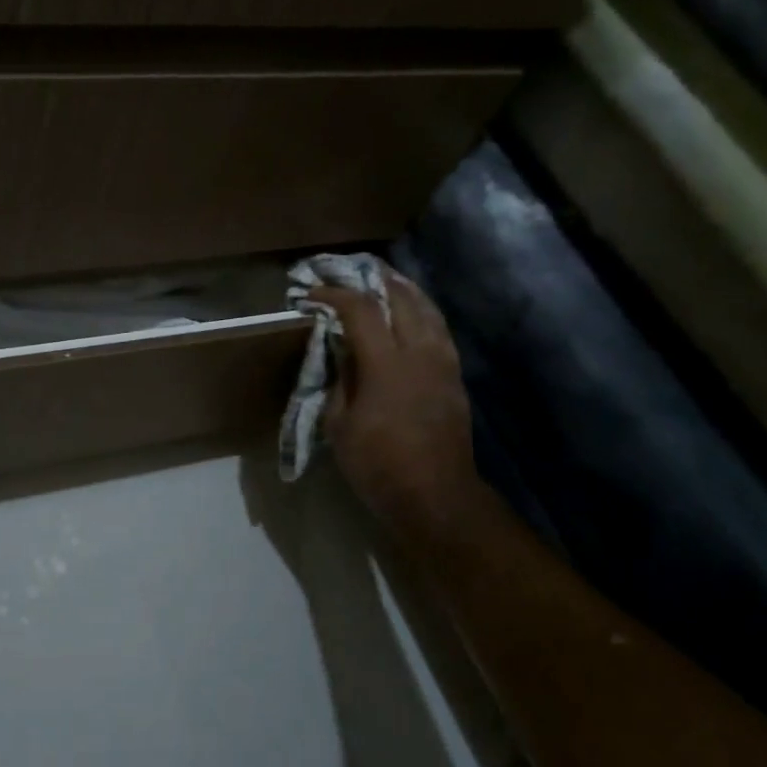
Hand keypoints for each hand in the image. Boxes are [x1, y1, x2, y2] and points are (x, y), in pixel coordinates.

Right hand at [312, 272, 484, 537]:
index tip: (312, 293)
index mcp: (386, 365)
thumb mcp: (339, 424)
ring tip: (384, 280)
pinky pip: (438, 329)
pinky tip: (410, 314)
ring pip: (427, 310)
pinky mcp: (454, 377)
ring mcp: (443, 363)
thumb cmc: (377, 464)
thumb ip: (339, 380)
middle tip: (351, 270)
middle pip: (401, 298)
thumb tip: (342, 354)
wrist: (434, 496)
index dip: (334, 295)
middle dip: (374, 279)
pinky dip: (421, 312)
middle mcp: (420, 353)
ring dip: (404, 290)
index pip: (360, 311)